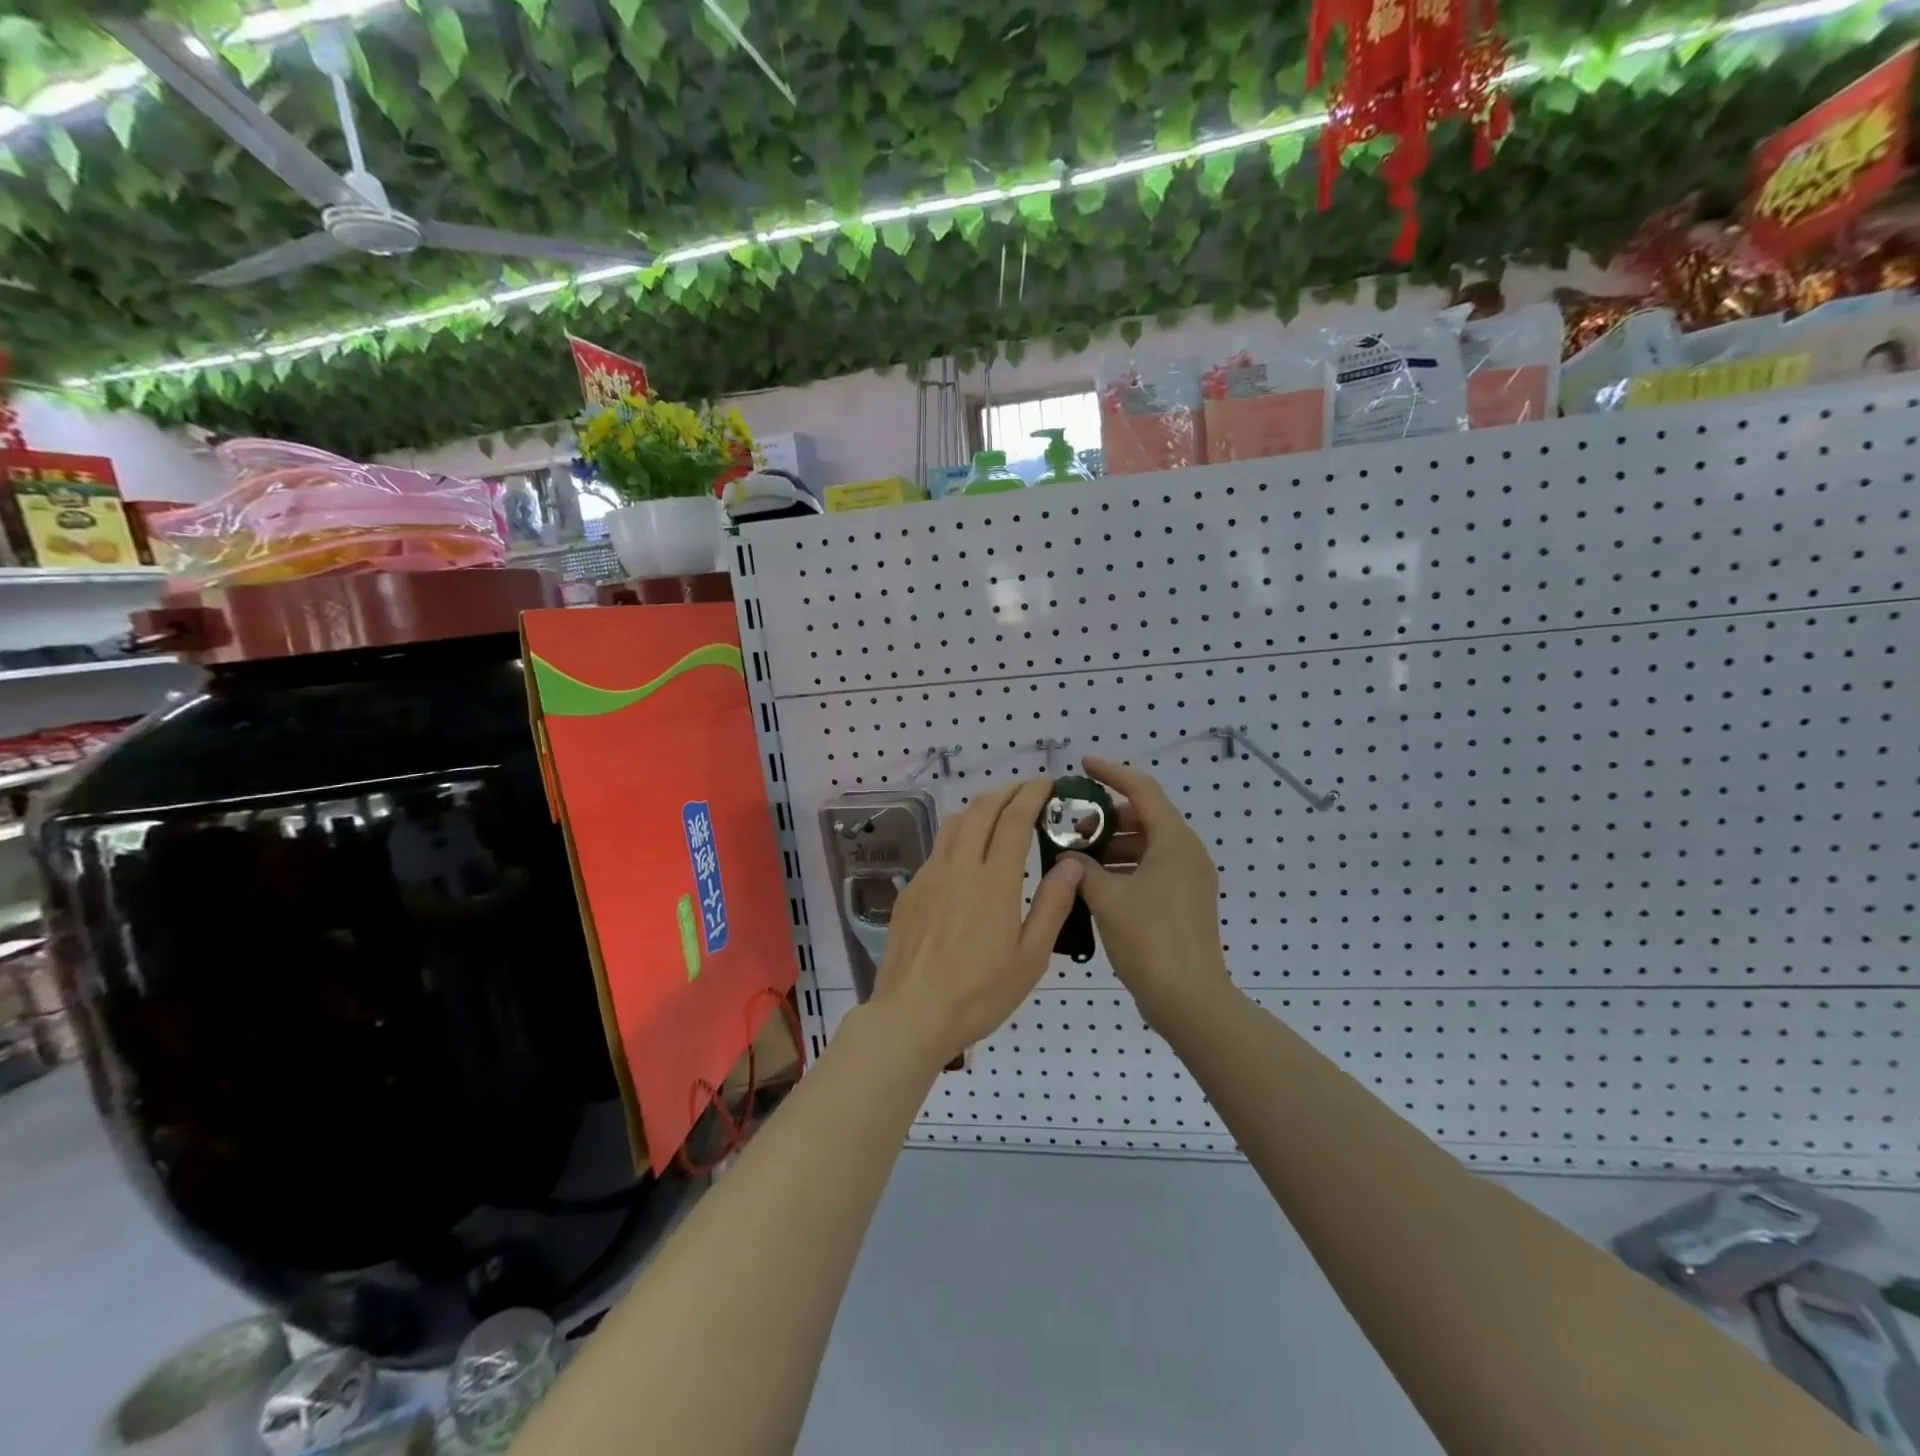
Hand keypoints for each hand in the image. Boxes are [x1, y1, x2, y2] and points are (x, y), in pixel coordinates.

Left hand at [870, 778, 1083, 1067]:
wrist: (912, 1014)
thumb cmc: (980, 992)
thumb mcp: (1030, 958)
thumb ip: (1052, 906)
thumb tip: (1071, 864)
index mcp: (994, 880)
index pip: (1014, 820)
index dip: (1032, 795)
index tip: (1047, 783)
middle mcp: (959, 866)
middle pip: (982, 810)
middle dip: (1006, 792)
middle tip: (1026, 791)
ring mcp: (929, 875)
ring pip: (955, 823)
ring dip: (980, 808)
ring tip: (998, 814)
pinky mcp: (910, 891)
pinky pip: (938, 850)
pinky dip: (959, 837)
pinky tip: (967, 859)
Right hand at [1066, 756, 1234, 1028]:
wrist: (1189, 1000)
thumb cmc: (1149, 940)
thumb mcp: (1107, 898)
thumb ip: (1081, 870)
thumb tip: (1067, 859)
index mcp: (1174, 842)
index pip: (1142, 789)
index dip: (1111, 772)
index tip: (1083, 766)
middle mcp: (1186, 854)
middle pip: (1143, 818)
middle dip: (1105, 819)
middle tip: (1070, 828)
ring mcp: (1187, 880)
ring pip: (1144, 846)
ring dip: (1110, 847)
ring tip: (1075, 860)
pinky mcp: (1182, 902)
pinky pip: (1149, 870)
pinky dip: (1121, 870)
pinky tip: (1092, 885)